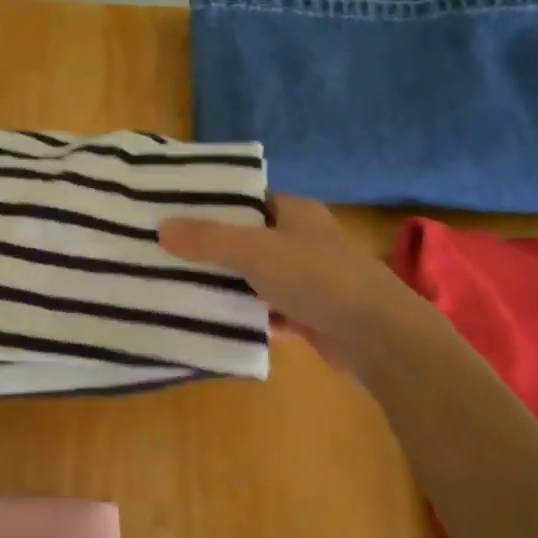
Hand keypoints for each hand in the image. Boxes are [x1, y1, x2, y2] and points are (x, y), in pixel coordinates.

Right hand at [158, 195, 429, 376]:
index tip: (174, 216)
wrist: (376, 335)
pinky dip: (244, 316)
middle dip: (212, 249)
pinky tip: (212, 321)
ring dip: (226, 285)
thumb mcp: (255, 251)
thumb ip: (209, 239)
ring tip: (178, 287)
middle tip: (166, 255)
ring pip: (255, 278)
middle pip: (248, 240)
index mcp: (296, 213)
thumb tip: (161, 228)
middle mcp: (303, 241)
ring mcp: (307, 280)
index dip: (214, 206)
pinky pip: (266, 312)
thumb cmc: (317, 278)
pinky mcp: (308, 316)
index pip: (248, 201)